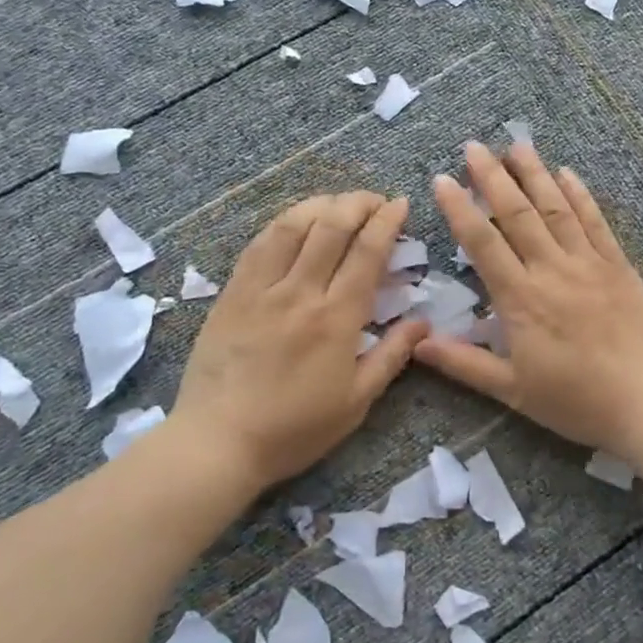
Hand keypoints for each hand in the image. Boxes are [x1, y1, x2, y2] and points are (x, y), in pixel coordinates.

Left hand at [174, 192, 428, 487]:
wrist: (218, 442)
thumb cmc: (294, 428)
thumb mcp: (356, 402)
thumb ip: (392, 356)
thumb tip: (424, 322)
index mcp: (336, 318)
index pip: (367, 252)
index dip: (386, 221)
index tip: (400, 204)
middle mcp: (300, 292)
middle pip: (331, 227)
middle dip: (358, 203)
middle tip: (375, 200)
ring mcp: (261, 289)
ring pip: (292, 226)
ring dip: (321, 204)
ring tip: (338, 203)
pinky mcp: (232, 293)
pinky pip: (259, 244)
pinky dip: (283, 223)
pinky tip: (295, 222)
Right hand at [417, 142, 642, 454]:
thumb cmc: (579, 402)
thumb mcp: (514, 391)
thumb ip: (464, 364)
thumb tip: (416, 344)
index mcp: (521, 300)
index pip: (482, 243)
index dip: (460, 209)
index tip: (442, 179)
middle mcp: (552, 271)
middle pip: (517, 214)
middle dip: (493, 177)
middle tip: (475, 146)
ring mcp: (589, 264)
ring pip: (556, 209)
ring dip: (535, 174)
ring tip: (517, 145)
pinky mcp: (620, 267)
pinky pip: (596, 223)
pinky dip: (580, 195)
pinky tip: (568, 173)